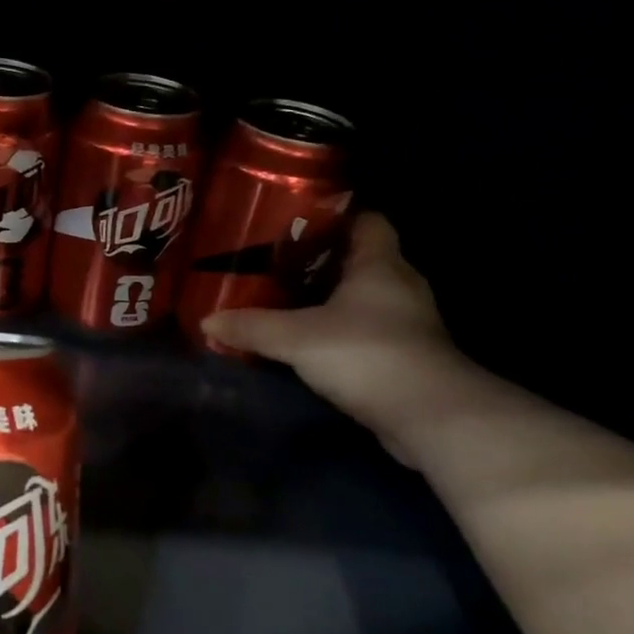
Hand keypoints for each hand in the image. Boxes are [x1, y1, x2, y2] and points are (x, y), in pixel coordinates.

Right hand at [201, 214, 473, 462]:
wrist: (427, 415)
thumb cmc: (365, 354)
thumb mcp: (297, 337)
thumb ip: (252, 327)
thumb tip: (206, 320)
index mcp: (380, 263)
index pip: (367, 220)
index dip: (334, 217)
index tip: (295, 225)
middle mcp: (400, 285)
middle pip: (360, 260)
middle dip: (321, 262)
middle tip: (276, 267)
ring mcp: (407, 323)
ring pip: (363, 299)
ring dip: (331, 302)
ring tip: (286, 305)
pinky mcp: (404, 357)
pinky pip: (366, 332)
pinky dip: (341, 334)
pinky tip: (310, 346)